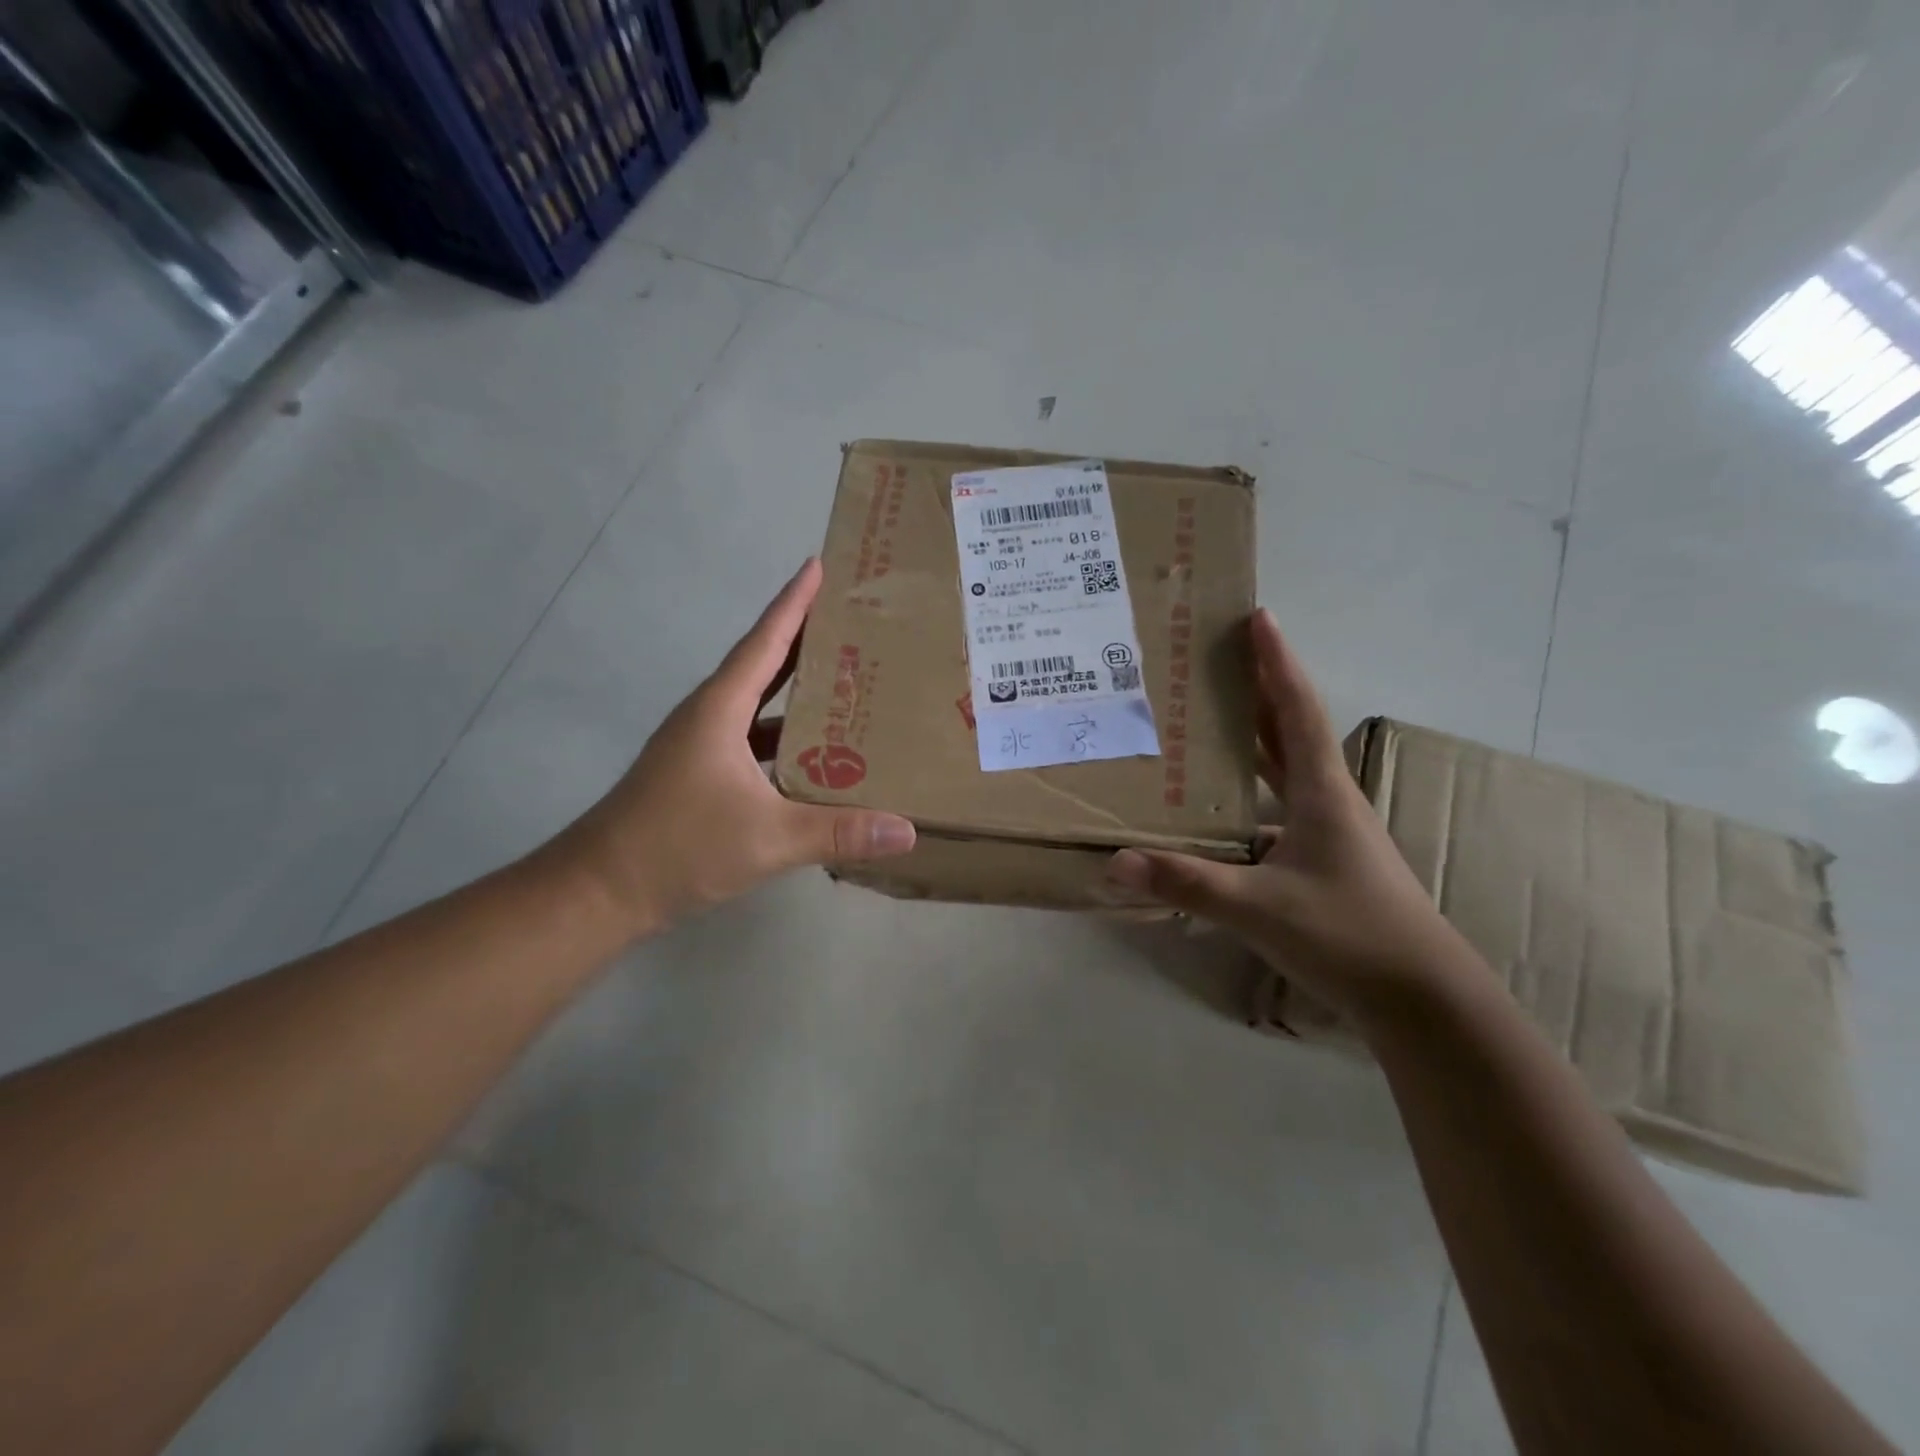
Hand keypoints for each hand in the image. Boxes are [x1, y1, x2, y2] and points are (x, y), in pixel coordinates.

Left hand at [555, 559, 915, 936]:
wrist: (601, 890)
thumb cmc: (679, 846)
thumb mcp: (769, 838)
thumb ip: (839, 832)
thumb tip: (907, 831)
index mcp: (720, 709)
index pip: (765, 642)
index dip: (794, 603)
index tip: (819, 566)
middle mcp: (710, 716)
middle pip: (764, 664)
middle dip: (806, 639)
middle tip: (854, 621)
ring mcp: (702, 746)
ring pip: (759, 705)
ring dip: (797, 691)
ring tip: (848, 681)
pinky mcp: (701, 774)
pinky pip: (754, 739)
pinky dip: (786, 737)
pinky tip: (817, 754)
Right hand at [1107, 609, 1465, 1021]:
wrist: (1422, 998)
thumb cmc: (1349, 935)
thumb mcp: (1259, 908)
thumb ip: (1187, 883)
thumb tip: (1115, 862)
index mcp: (1322, 792)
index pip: (1296, 709)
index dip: (1276, 662)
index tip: (1257, 617)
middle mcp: (1327, 800)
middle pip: (1289, 729)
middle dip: (1256, 689)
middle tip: (1216, 659)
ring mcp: (1329, 831)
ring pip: (1285, 769)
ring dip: (1254, 738)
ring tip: (1208, 719)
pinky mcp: (1323, 860)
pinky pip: (1279, 807)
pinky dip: (1251, 792)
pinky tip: (1218, 807)